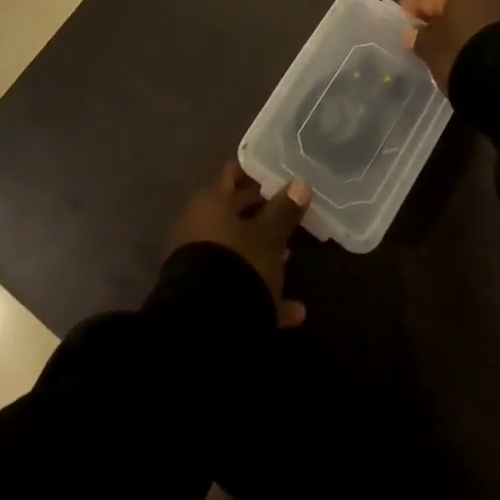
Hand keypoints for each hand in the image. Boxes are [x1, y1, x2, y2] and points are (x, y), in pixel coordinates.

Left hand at [168, 163, 309, 328]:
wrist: (204, 325)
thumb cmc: (239, 263)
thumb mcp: (269, 236)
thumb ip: (284, 210)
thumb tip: (300, 183)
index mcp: (212, 202)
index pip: (233, 174)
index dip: (256, 174)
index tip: (282, 179)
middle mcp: (200, 225)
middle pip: (234, 212)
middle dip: (262, 214)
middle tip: (291, 216)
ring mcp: (199, 260)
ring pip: (236, 249)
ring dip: (261, 253)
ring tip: (290, 259)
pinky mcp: (203, 294)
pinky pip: (235, 285)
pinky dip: (259, 292)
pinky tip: (294, 311)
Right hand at [399, 0, 499, 92]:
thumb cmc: (462, 55)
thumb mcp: (433, 50)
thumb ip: (419, 39)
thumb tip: (409, 32)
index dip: (412, 7)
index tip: (400, 15)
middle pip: (452, 8)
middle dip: (437, 19)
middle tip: (422, 33)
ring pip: (471, 20)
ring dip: (458, 31)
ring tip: (446, 47)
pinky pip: (486, 34)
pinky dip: (475, 41)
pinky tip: (469, 54)